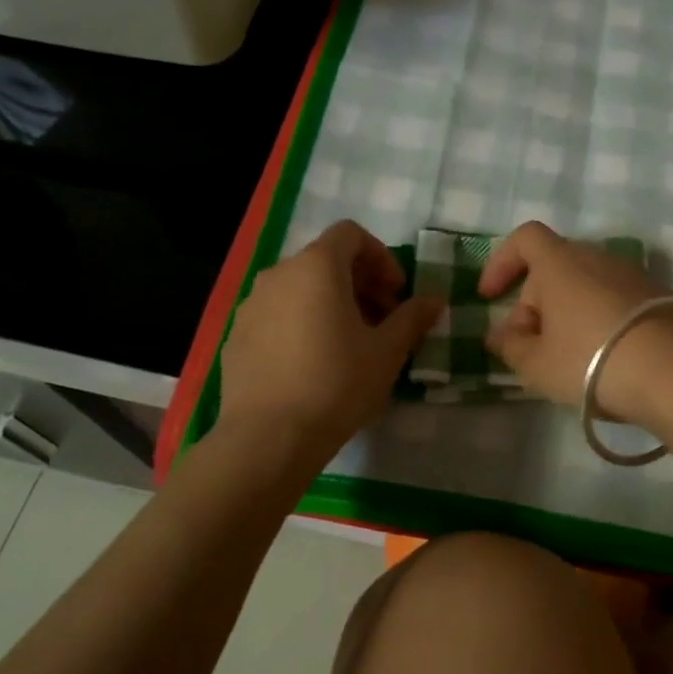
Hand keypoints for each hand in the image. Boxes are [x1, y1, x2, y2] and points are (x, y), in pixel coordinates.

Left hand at [218, 221, 442, 465]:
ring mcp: (252, 305)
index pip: (351, 234)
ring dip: (332, 303)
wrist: (268, 438)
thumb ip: (413, 317)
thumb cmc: (337, 383)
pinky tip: (315, 364)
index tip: (397, 293)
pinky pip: (278, 315)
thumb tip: (435, 299)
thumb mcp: (387, 351)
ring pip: (301, 288)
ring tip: (351, 344)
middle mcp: (279, 274)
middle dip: (361, 283)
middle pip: (326, 260)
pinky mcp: (237, 336)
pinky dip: (303, 323)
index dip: (381, 257)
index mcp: (316, 266)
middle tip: (384, 320)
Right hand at [479, 221, 672, 424]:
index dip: (501, 262)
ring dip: (568, 313)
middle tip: (530, 346)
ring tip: (568, 357)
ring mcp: (632, 275)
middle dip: (535, 302)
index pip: (525, 238)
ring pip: (586, 285)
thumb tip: (502, 334)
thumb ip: (511, 346)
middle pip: (555, 266)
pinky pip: (614, 299)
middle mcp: (597, 257)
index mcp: (561, 263)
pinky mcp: (659, 296)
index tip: (490, 296)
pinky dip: (599, 319)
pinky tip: (605, 357)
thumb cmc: (591, 361)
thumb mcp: (537, 364)